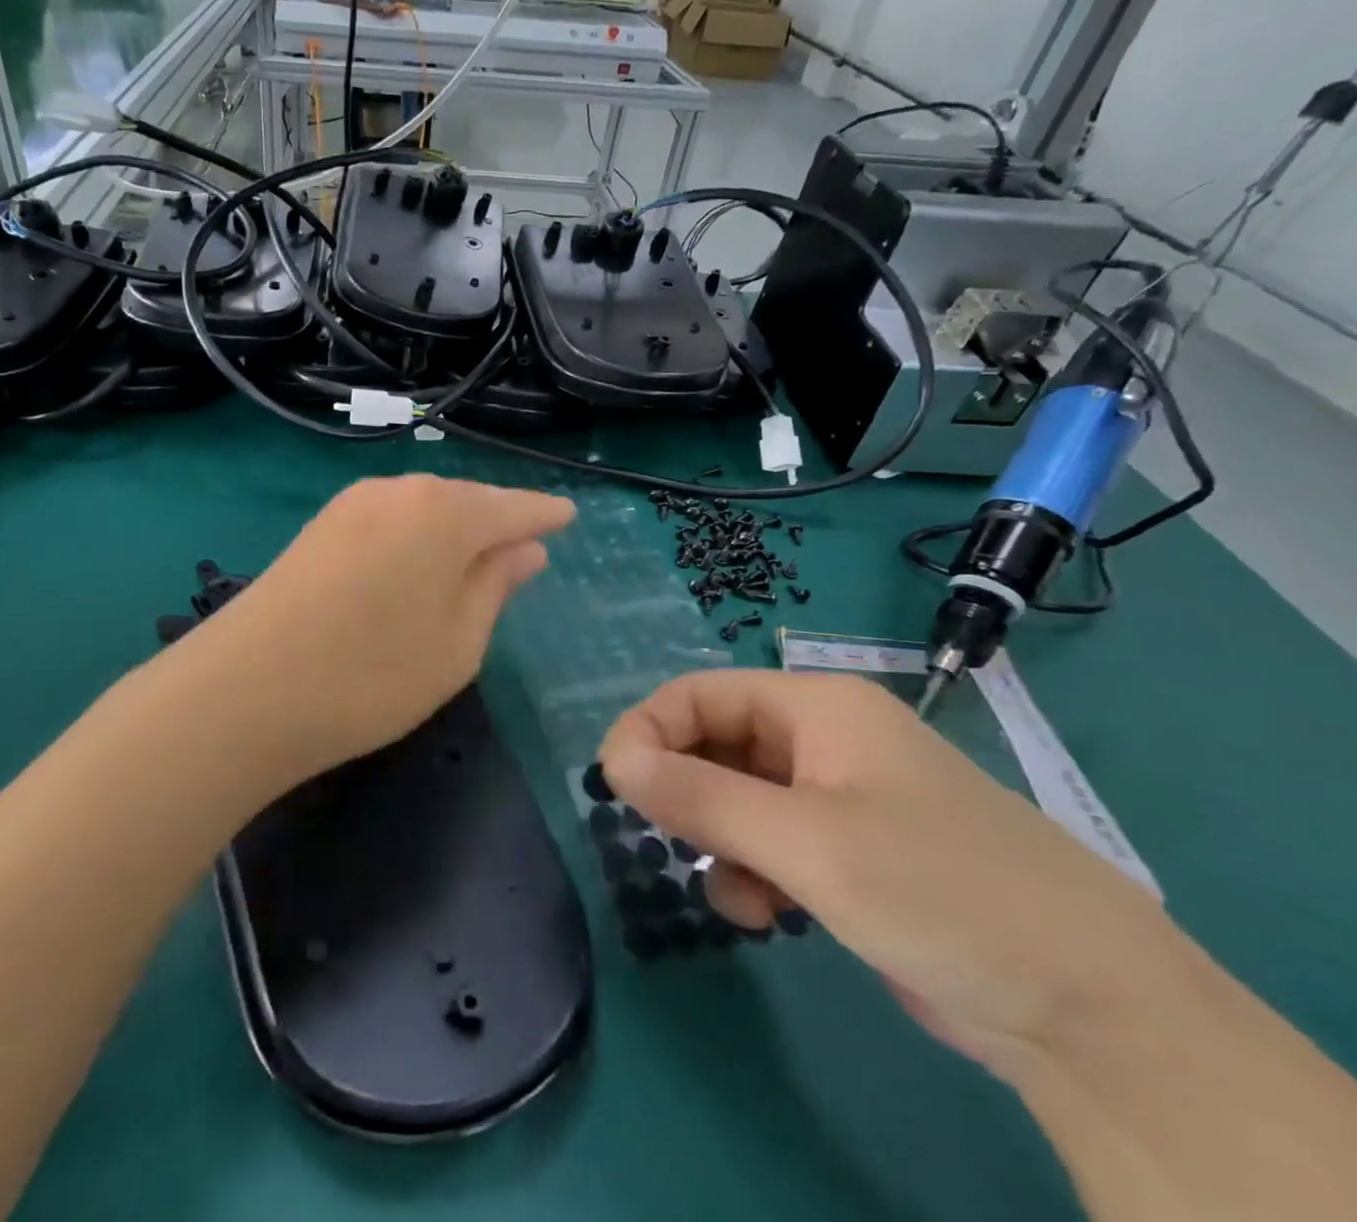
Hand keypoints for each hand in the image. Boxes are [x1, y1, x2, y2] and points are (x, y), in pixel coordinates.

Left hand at [183, 475, 573, 783]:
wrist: (243, 691)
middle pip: (466, 500)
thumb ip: (495, 586)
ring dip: (453, 528)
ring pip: (424, 507)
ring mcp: (352, 504)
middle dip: (497, 520)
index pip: (513, 507)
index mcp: (445, 514)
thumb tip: (525, 547)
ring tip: (474, 557)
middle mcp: (399, 491)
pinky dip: (415, 536)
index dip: (544, 514)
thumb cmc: (370, 676)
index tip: (569, 517)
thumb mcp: (456, 644)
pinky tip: (416, 562)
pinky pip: (390, 518)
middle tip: (524, 545)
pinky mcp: (319, 526)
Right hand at [599, 671, 1189, 1081]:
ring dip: (720, 843)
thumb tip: (612, 759)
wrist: (1098, 1017)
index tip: (613, 785)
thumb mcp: (807, 843)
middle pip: (716, 744)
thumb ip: (700, 797)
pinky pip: (771, 842)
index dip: (648, 730)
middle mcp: (825, 740)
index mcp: (818, 707)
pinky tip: (770, 917)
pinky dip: (754, 873)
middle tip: (670, 844)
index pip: (700, 693)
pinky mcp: (853, 853)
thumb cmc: (941, 893)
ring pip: (738, 798)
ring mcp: (841, 798)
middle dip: (687, 795)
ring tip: (741, 898)